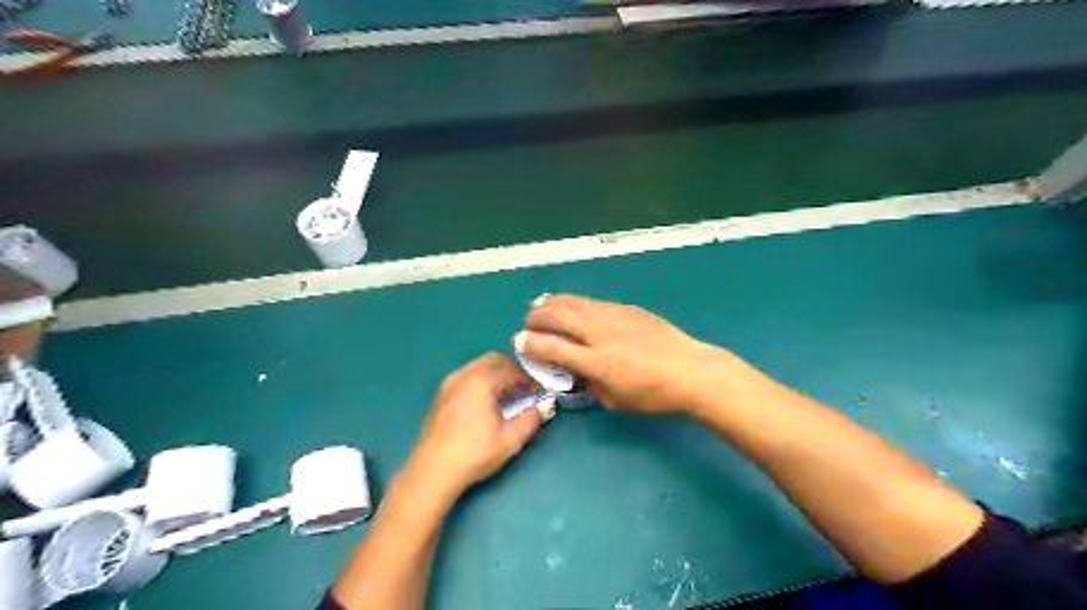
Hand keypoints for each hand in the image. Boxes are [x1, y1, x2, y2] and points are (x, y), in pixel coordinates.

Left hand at [405, 352, 546, 500]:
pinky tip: (486, 403)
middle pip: (493, 360)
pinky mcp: (441, 395)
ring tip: (507, 396)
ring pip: (478, 366)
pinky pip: (466, 376)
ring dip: (496, 375)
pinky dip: (481, 381)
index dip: (529, 379)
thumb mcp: (510, 440)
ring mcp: (449, 384)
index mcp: (481, 381)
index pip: (512, 370)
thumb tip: (542, 409)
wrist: (432, 471)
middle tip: (524, 389)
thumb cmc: (474, 453)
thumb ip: (531, 420)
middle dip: (512, 371)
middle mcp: (464, 375)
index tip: (539, 392)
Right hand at [513, 293, 729, 415]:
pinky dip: (574, 302)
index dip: (530, 344)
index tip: (518, 342)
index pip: (553, 348)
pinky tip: (571, 305)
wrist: (691, 370)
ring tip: (539, 305)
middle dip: (535, 318)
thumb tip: (575, 372)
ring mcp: (614, 317)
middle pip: (558, 317)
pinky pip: (592, 302)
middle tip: (528, 324)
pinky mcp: (626, 308)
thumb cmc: (654, 395)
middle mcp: (600, 334)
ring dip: (551, 303)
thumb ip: (591, 384)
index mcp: (597, 362)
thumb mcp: (617, 401)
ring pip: (573, 302)